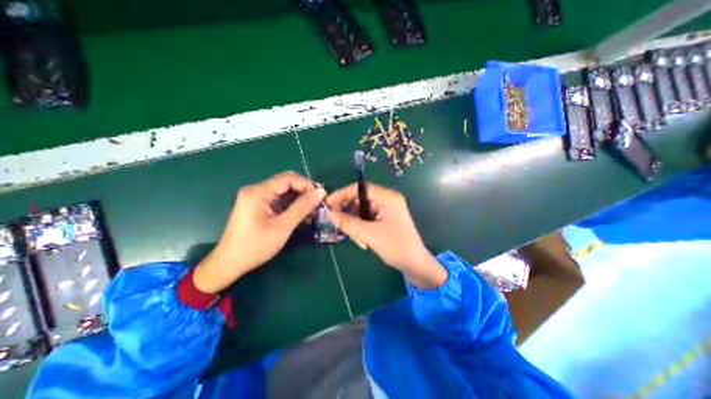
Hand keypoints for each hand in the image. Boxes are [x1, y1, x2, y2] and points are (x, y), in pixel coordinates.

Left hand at [194, 170, 327, 291]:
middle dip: (304, 190)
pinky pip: (278, 199)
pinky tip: (301, 212)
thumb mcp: (282, 226)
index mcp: (258, 192)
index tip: (322, 195)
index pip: (288, 179)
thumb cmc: (255, 246)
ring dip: (299, 197)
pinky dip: (291, 204)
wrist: (229, 263)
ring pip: (283, 191)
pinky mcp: (257, 205)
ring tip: (313, 208)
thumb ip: (302, 207)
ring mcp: (255, 197)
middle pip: (285, 182)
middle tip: (319, 201)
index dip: (307, 184)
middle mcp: (256, 190)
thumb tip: (321, 192)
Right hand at [326, 182, 446, 288]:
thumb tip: (329, 214)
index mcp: (387, 197)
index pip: (360, 188)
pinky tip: (363, 241)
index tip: (329, 204)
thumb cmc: (395, 246)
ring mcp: (387, 210)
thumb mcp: (369, 234)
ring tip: (358, 240)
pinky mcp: (385, 220)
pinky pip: (367, 219)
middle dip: (349, 213)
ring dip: (355, 224)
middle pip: (360, 200)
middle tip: (339, 225)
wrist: (415, 264)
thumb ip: (348, 223)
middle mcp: (387, 200)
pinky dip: (361, 228)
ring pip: (362, 211)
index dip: (343, 194)